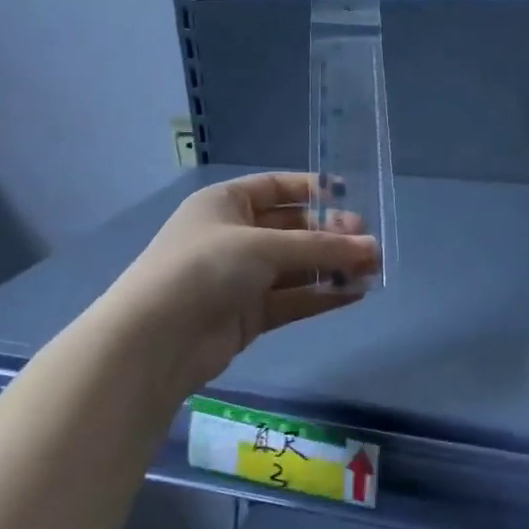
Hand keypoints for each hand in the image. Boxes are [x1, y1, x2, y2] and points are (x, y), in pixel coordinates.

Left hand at [110, 173, 380, 392]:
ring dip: (332, 267)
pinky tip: (355, 293)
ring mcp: (241, 278)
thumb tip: (372, 248)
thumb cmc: (205, 267)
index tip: (349, 196)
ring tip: (373, 269)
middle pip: (292, 230)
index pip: (275, 188)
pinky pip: (293, 298)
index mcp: (225, 204)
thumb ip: (321, 248)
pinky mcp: (249, 315)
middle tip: (368, 244)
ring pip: (296, 267)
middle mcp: (234, 237)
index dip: (311, 190)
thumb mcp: (264, 246)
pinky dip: (322, 295)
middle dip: (331, 235)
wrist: (156, 339)